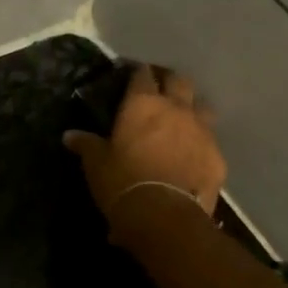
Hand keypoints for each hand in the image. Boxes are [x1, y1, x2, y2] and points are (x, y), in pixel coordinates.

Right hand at [65, 64, 225, 231]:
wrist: (164, 216)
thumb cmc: (123, 181)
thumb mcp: (96, 163)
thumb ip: (86, 144)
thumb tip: (70, 136)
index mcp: (143, 104)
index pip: (142, 74)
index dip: (137, 72)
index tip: (132, 73)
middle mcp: (176, 108)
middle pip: (179, 80)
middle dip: (169, 80)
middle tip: (159, 88)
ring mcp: (203, 131)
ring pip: (202, 105)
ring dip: (191, 107)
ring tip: (181, 117)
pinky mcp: (218, 156)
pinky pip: (211, 141)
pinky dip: (201, 142)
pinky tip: (192, 153)